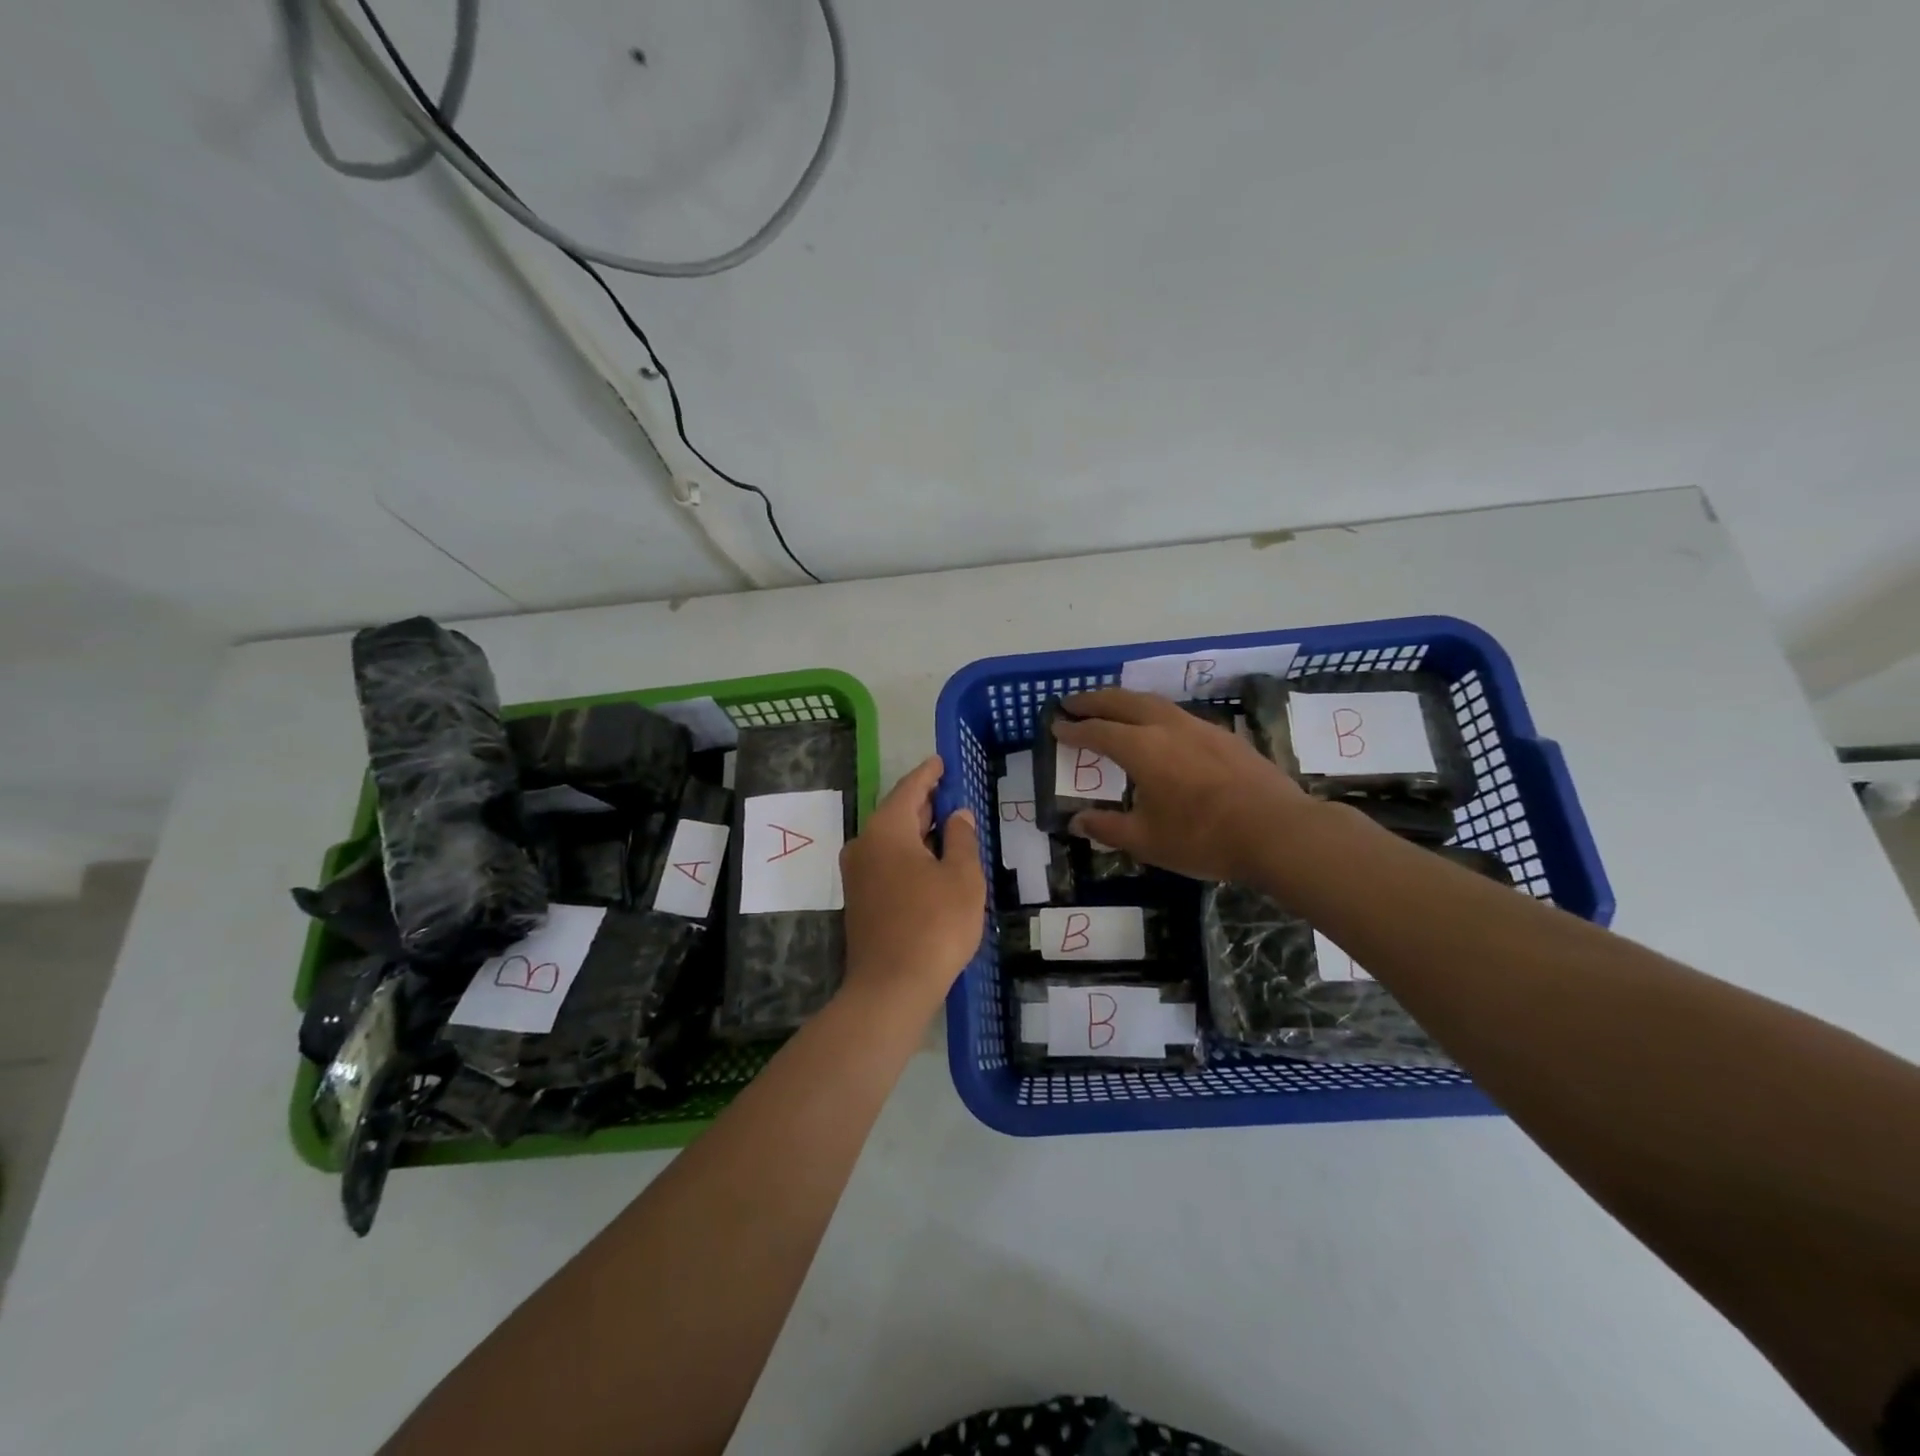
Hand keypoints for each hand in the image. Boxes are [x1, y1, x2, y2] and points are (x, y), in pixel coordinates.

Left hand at [839, 756, 985, 1015]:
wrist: (891, 988)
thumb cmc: (934, 925)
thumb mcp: (962, 878)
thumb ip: (961, 839)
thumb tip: (957, 815)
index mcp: (887, 830)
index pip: (910, 788)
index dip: (929, 773)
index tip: (942, 761)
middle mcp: (864, 844)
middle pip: (897, 812)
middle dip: (925, 802)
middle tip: (951, 792)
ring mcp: (857, 874)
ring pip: (891, 839)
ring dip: (917, 831)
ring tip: (947, 825)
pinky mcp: (859, 899)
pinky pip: (886, 861)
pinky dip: (908, 853)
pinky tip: (930, 862)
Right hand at [1054, 688, 1313, 882]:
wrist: (1278, 832)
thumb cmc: (1203, 837)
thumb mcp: (1147, 841)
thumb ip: (1108, 827)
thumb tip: (1077, 821)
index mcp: (1142, 748)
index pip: (1098, 731)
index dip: (1074, 729)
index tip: (1056, 726)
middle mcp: (1168, 727)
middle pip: (1124, 701)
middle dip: (1095, 700)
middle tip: (1073, 701)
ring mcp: (1201, 728)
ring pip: (1154, 703)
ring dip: (1127, 701)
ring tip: (1113, 708)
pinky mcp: (1225, 737)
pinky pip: (1179, 715)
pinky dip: (1156, 714)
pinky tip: (1161, 731)